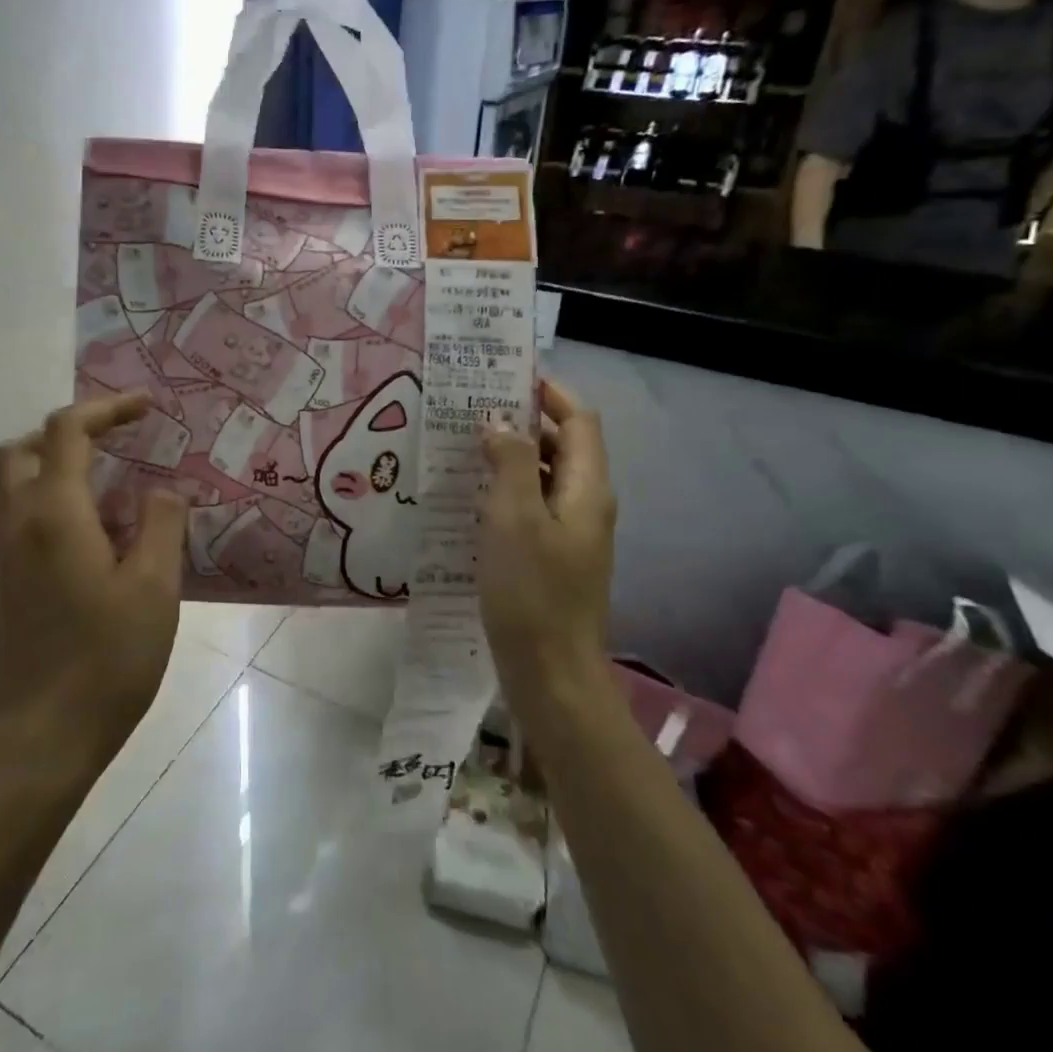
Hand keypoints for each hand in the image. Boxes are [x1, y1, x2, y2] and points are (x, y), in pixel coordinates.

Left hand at [0, 392, 187, 778]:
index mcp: (55, 513)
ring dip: (59, 464)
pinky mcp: (10, 582)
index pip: (68, 431)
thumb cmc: (106, 659)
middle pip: (23, 448)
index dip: (108, 408)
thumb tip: (162, 490)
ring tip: (117, 483)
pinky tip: (101, 531)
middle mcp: (20, 523)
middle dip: (70, 432)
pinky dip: (55, 498)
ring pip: (18, 483)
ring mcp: (8, 555)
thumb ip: (162, 523)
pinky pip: (24, 515)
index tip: (148, 407)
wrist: (44, 738)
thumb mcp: (155, 586)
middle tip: (119, 442)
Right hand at [478, 379, 616, 686]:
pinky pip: (533, 507)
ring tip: (465, 447)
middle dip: (523, 422)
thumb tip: (500, 425)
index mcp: (587, 487)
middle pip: (563, 445)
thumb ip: (512, 462)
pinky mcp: (554, 557)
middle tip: (473, 410)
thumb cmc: (532, 591)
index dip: (549, 394)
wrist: (551, 673)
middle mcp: (587, 503)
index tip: (506, 378)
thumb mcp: (514, 517)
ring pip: (546, 477)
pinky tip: (472, 498)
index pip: (579, 419)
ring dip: (512, 457)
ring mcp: (572, 533)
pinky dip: (508, 491)